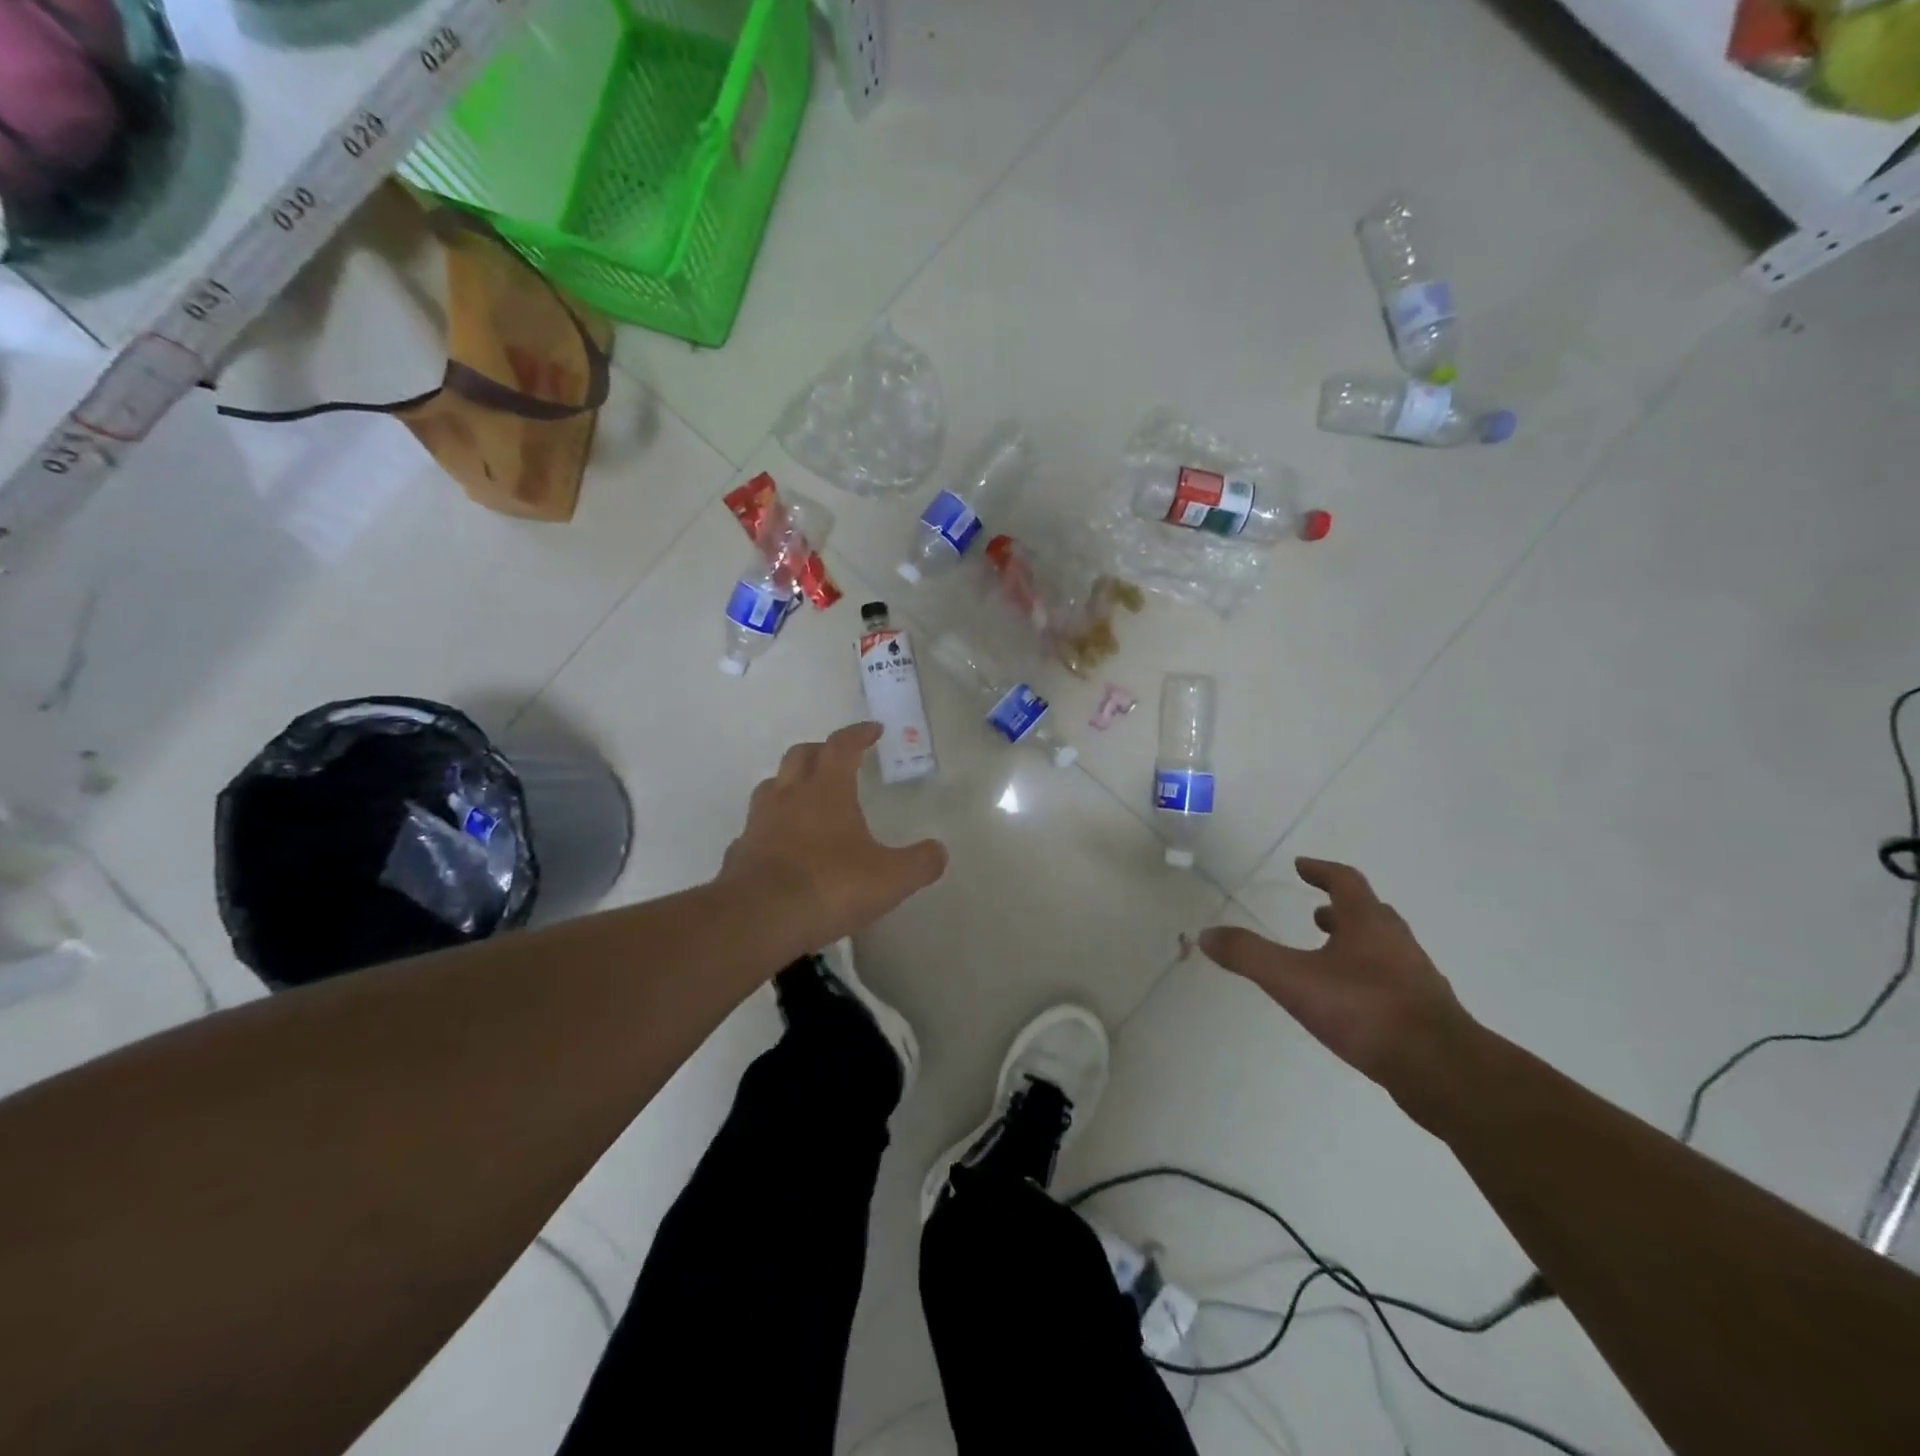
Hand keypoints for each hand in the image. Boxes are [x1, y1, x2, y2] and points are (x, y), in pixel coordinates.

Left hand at [720, 723, 947, 948]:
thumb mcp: (891, 879)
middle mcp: (789, 796)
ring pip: (772, 786)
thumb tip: (938, 851)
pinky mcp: (739, 852)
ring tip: (808, 799)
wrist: (759, 919)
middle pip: (801, 755)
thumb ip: (920, 862)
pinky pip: (757, 828)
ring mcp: (759, 822)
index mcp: (827, 789)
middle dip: (822, 750)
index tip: (873, 730)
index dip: (859, 733)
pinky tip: (783, 847)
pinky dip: (772, 827)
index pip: (842, 745)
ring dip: (791, 784)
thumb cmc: (830, 886)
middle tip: (839, 759)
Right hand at [1198, 858, 1474, 1092]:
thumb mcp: (1293, 980)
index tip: (1301, 867)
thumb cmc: (1365, 1010)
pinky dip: (1368, 977)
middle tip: (1317, 912)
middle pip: (1369, 913)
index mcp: (1368, 922)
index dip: (1321, 871)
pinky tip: (1352, 1001)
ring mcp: (1416, 978)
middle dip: (1341, 909)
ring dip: (1356, 943)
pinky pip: (1391, 981)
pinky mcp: (1425, 1013)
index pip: (1345, 881)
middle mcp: (1396, 942)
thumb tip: (1206, 934)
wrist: (1442, 1070)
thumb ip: (1248, 955)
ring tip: (1329, 955)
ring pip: (1383, 947)